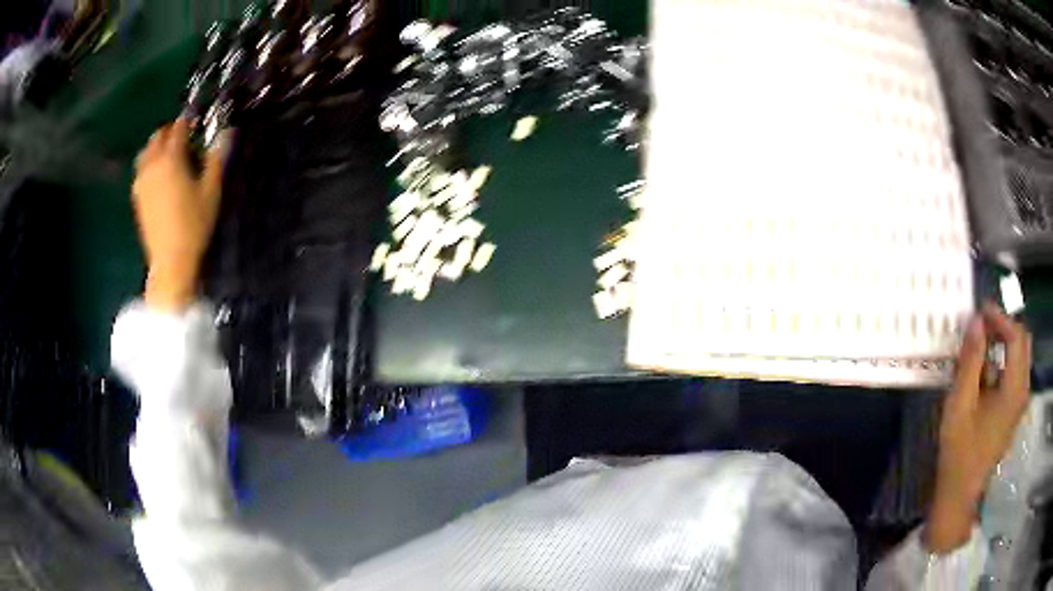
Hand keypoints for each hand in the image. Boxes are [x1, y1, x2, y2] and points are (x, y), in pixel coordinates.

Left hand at [132, 120, 227, 311]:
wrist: (170, 261)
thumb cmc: (194, 224)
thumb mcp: (211, 190)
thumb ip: (217, 158)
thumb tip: (227, 133)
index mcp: (171, 159)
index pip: (178, 129)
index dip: (188, 122)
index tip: (198, 124)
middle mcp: (152, 165)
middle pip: (157, 137)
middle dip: (170, 132)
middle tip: (184, 139)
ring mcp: (142, 182)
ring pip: (145, 153)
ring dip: (157, 148)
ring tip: (169, 157)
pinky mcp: (138, 198)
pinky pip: (141, 171)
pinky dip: (149, 165)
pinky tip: (159, 176)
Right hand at [926, 304, 1031, 553]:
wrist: (960, 494)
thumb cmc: (959, 451)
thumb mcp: (960, 403)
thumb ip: (971, 360)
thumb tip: (976, 320)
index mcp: (1014, 389)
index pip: (1016, 336)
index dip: (1000, 318)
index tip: (980, 311)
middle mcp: (1023, 391)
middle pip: (1022, 343)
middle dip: (1004, 328)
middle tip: (982, 327)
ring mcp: (1019, 403)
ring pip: (1019, 358)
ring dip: (1002, 346)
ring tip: (979, 351)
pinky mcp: (1013, 412)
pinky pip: (1014, 375)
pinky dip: (1001, 364)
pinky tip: (982, 376)